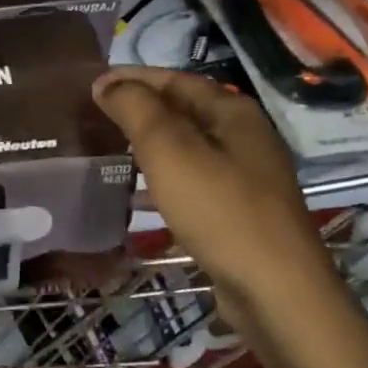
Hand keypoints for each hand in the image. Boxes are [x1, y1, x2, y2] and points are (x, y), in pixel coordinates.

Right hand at [92, 66, 346, 317]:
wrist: (275, 290)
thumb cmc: (220, 210)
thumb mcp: (170, 150)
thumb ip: (136, 109)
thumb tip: (108, 83)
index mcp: (232, 112)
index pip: (174, 79)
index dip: (132, 78)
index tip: (91, 85)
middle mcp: (243, 137)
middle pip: (182, 110)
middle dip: (139, 109)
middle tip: (94, 115)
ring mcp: (244, 176)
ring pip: (186, 146)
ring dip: (147, 143)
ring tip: (108, 149)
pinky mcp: (238, 211)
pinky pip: (191, 180)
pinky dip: (160, 177)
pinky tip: (136, 193)